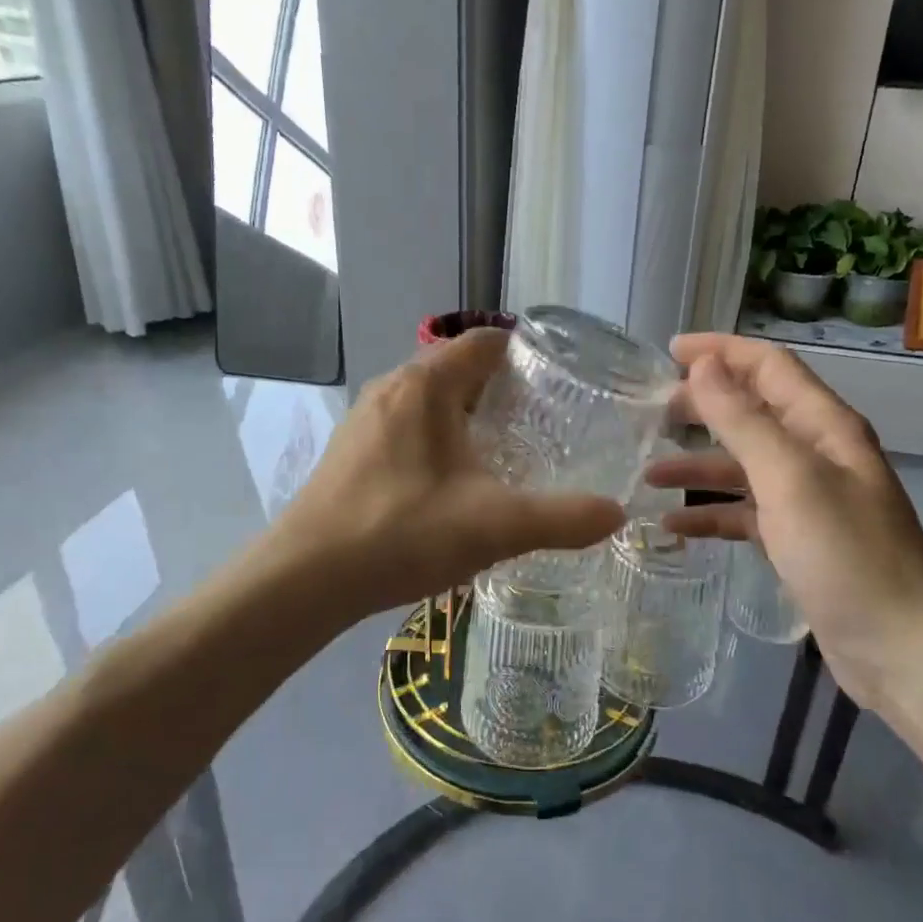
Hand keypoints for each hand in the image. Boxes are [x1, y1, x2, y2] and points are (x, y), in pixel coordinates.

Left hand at [268, 330, 626, 618]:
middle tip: (546, 424)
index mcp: (426, 385)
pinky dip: (439, 440)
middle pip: (459, 369)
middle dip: (503, 390)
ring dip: (469, 417)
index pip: (486, 342)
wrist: (305, 579)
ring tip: (506, 453)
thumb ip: (562, 519)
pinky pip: (407, 428)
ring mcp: (365, 419)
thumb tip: (617, 514)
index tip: (564, 383)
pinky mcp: (351, 451)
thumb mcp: (495, 526)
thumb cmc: (402, 534)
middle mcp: (393, 388)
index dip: (527, 354)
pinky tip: (454, 484)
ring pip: (431, 401)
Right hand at [649, 334, 922, 710]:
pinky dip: (710, 515)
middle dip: (703, 406)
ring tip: (648, 473)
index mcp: (824, 426)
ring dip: (698, 466)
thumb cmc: (845, 554)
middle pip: (752, 412)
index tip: (669, 351)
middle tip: (652, 413)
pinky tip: (672, 527)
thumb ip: (743, 420)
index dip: (721, 351)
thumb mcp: (789, 478)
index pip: (769, 367)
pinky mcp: (796, 541)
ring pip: (742, 466)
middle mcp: (816, 454)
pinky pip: (744, 514)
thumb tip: (704, 366)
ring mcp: (807, 500)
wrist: (900, 647)